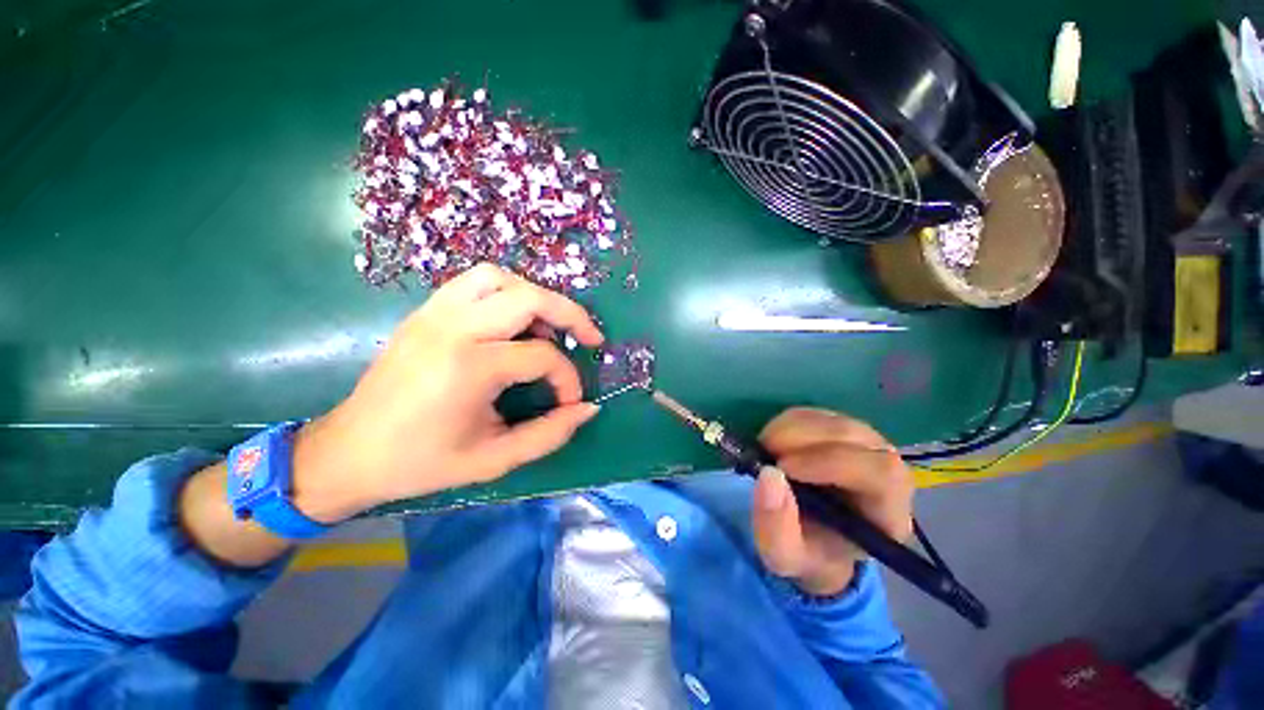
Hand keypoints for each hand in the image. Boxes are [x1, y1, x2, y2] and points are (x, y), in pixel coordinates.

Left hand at [292, 263, 604, 522]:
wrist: (348, 452)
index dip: (568, 379)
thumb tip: (589, 408)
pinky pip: (474, 282)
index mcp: (469, 367)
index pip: (543, 356)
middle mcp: (454, 328)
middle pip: (530, 298)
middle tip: (588, 338)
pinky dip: (505, 293)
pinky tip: (513, 322)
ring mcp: (435, 313)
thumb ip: (550, 434)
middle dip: (570, 315)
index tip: (571, 402)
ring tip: (548, 327)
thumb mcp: (494, 459)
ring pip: (500, 277)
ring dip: (535, 296)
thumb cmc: (421, 462)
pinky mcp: (425, 311)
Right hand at [751, 408, 913, 596]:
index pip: (879, 473)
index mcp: (887, 513)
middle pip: (855, 436)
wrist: (813, 538)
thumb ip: (776, 526)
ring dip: (792, 428)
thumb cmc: (807, 551)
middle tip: (766, 451)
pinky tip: (773, 442)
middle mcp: (887, 472)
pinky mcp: (840, 430)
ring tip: (765, 448)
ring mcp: (864, 446)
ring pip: (833, 420)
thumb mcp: (784, 556)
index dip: (831, 462)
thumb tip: (769, 474)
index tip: (783, 467)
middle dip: (804, 438)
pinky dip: (787, 423)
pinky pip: (816, 414)